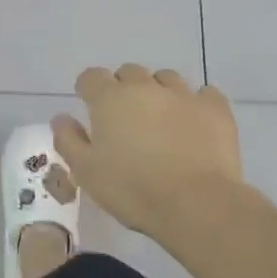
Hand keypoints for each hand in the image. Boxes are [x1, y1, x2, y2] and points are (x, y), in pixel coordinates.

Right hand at [52, 65, 242, 239]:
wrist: (196, 204)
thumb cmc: (132, 189)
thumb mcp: (86, 172)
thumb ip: (68, 140)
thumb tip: (61, 117)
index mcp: (109, 98)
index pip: (91, 77)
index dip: (88, 90)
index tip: (89, 108)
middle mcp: (145, 87)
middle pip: (129, 73)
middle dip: (123, 89)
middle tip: (125, 119)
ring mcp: (183, 94)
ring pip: (165, 78)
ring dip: (158, 92)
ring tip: (160, 120)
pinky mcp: (215, 109)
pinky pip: (203, 93)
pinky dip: (195, 103)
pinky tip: (194, 123)